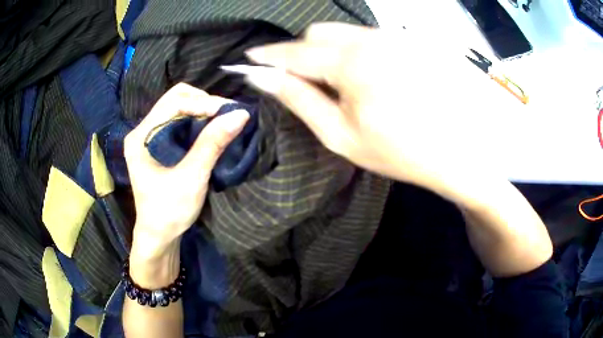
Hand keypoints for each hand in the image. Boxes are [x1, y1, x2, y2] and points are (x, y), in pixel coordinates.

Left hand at [124, 83, 248, 272]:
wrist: (159, 237)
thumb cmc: (169, 212)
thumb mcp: (191, 178)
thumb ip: (212, 144)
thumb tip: (240, 114)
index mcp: (141, 136)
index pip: (174, 102)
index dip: (203, 103)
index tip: (231, 113)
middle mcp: (143, 131)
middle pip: (176, 99)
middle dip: (204, 103)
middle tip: (227, 115)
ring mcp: (150, 137)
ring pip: (180, 108)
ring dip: (203, 111)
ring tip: (224, 120)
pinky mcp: (159, 145)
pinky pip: (181, 122)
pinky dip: (199, 121)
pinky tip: (212, 129)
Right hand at [245, 23, 500, 205]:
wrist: (460, 151)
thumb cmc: (401, 151)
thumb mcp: (341, 134)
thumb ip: (299, 100)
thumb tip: (263, 78)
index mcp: (352, 63)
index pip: (296, 51)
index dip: (269, 55)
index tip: (250, 59)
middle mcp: (373, 39)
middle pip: (320, 32)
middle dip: (304, 52)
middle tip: (308, 82)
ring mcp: (396, 37)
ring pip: (346, 32)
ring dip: (332, 51)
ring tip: (346, 85)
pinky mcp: (411, 41)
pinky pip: (370, 37)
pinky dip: (357, 51)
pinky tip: (372, 77)